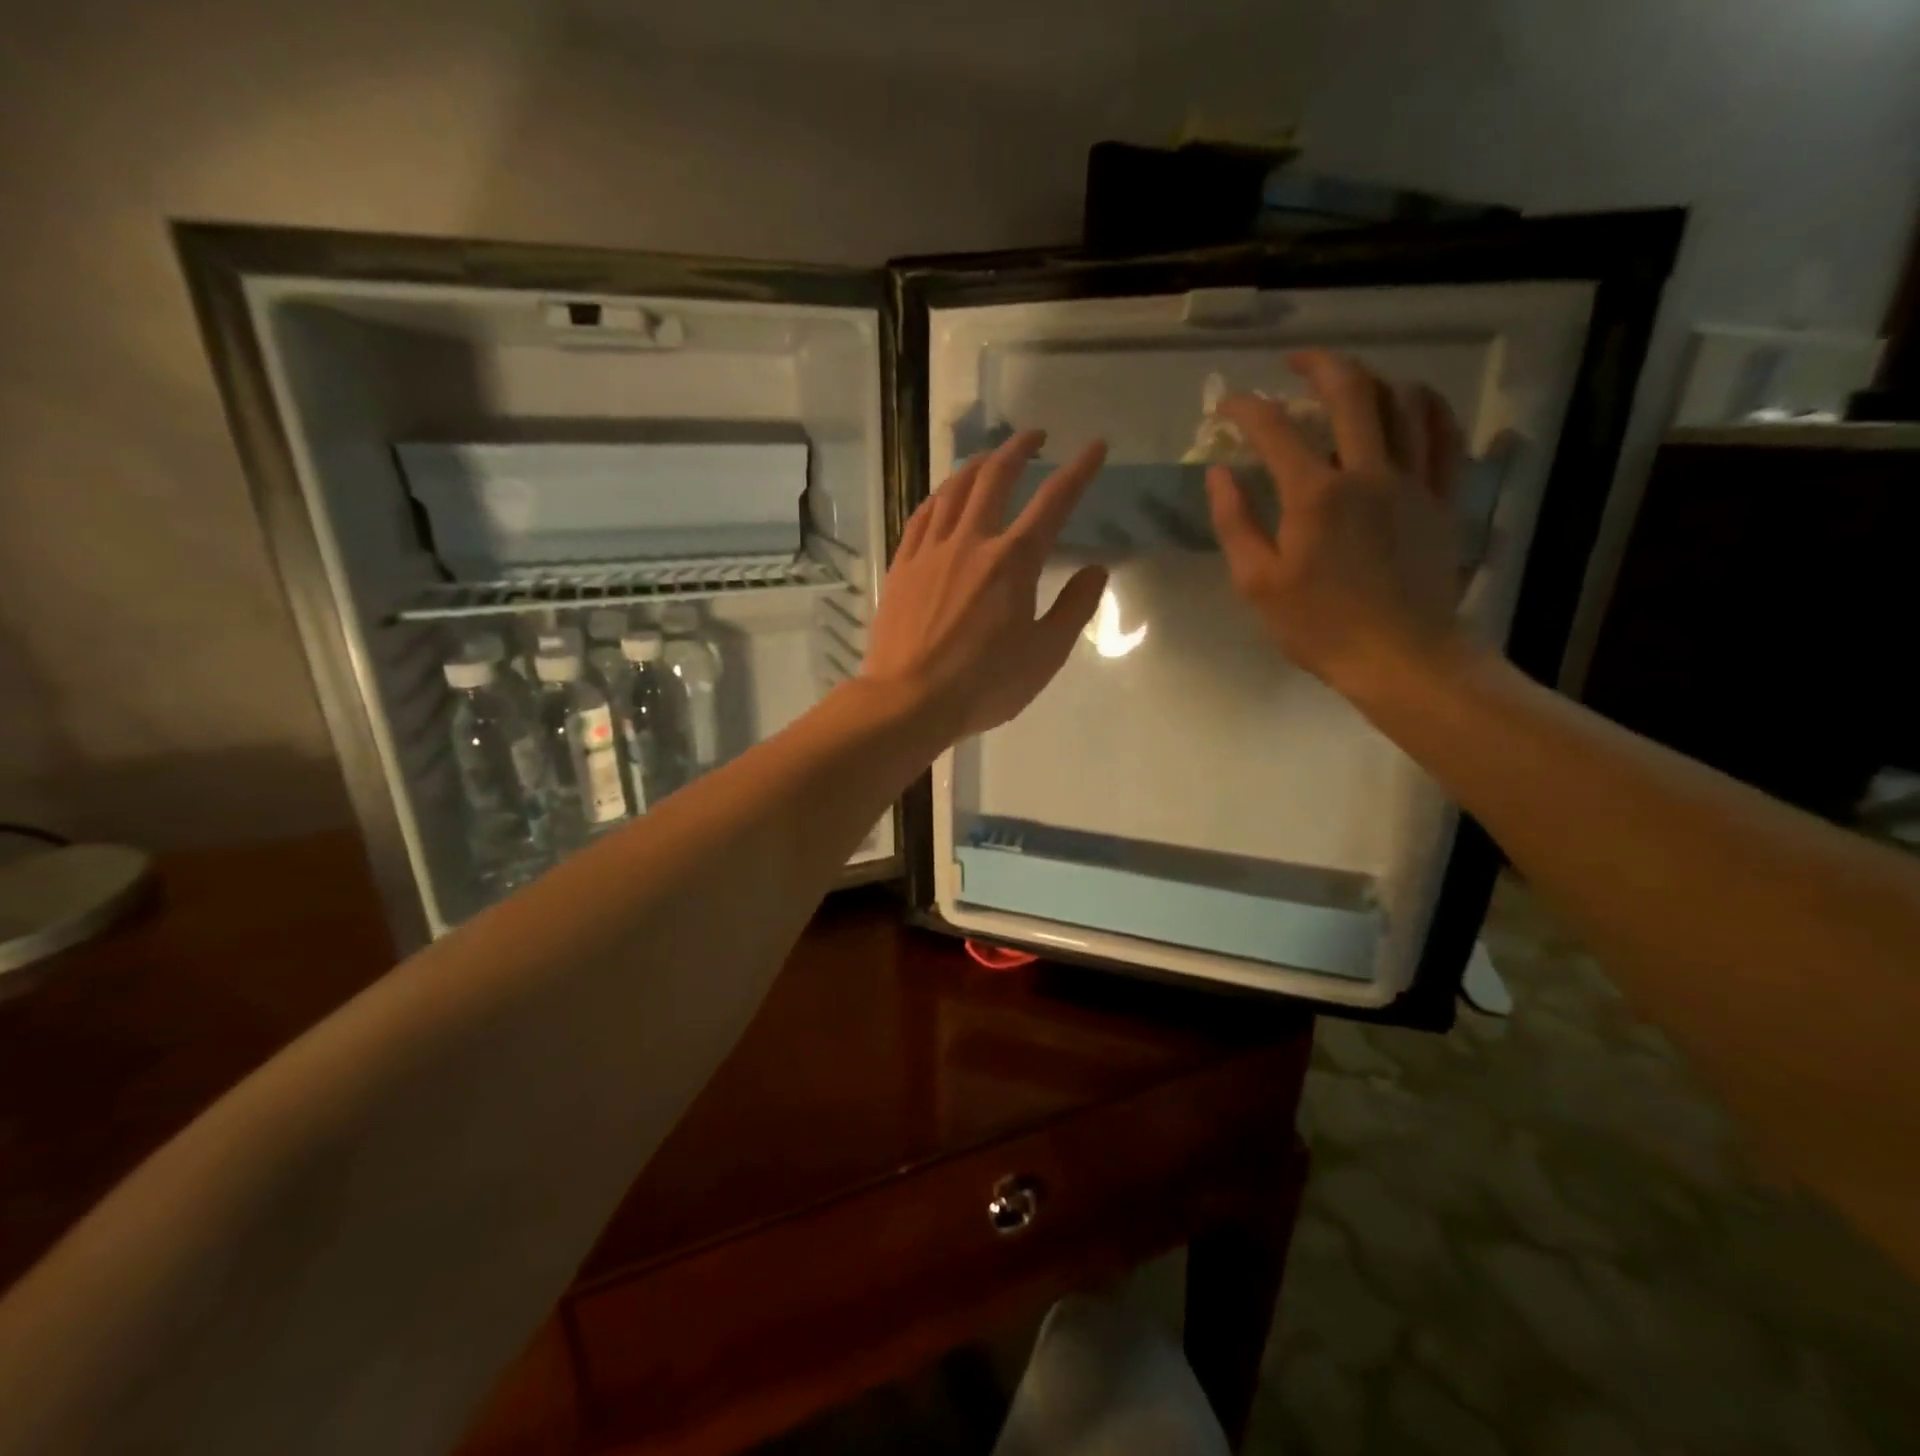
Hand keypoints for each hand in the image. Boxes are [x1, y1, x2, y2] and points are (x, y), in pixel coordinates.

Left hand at [865, 432, 1109, 740]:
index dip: (1078, 470)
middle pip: (995, 478)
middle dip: (1018, 449)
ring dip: (976, 465)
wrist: (908, 700)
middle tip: (1034, 437)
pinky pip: (922, 516)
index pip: (1054, 502)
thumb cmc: (984, 684)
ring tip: (989, 457)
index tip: (1094, 447)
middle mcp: (971, 542)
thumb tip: (1095, 569)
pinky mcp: (902, 567)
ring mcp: (931, 551)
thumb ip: (1074, 607)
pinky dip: (939, 496)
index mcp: (1013, 561)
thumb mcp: (1045, 654)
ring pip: (954, 490)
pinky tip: (943, 496)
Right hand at [1205, 351, 1470, 700]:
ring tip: (1348, 380)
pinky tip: (1410, 402)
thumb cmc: (1319, 626)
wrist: (1400, 657)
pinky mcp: (1443, 498)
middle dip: (1318, 365)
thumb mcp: (1258, 583)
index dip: (1246, 408)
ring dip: (1371, 378)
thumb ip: (1235, 523)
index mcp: (1315, 495)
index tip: (1227, 404)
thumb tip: (1219, 474)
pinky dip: (1427, 406)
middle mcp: (1368, 472)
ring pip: (1403, 401)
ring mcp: (1414, 481)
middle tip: (1293, 363)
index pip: (1275, 430)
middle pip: (1351, 391)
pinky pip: (1445, 434)